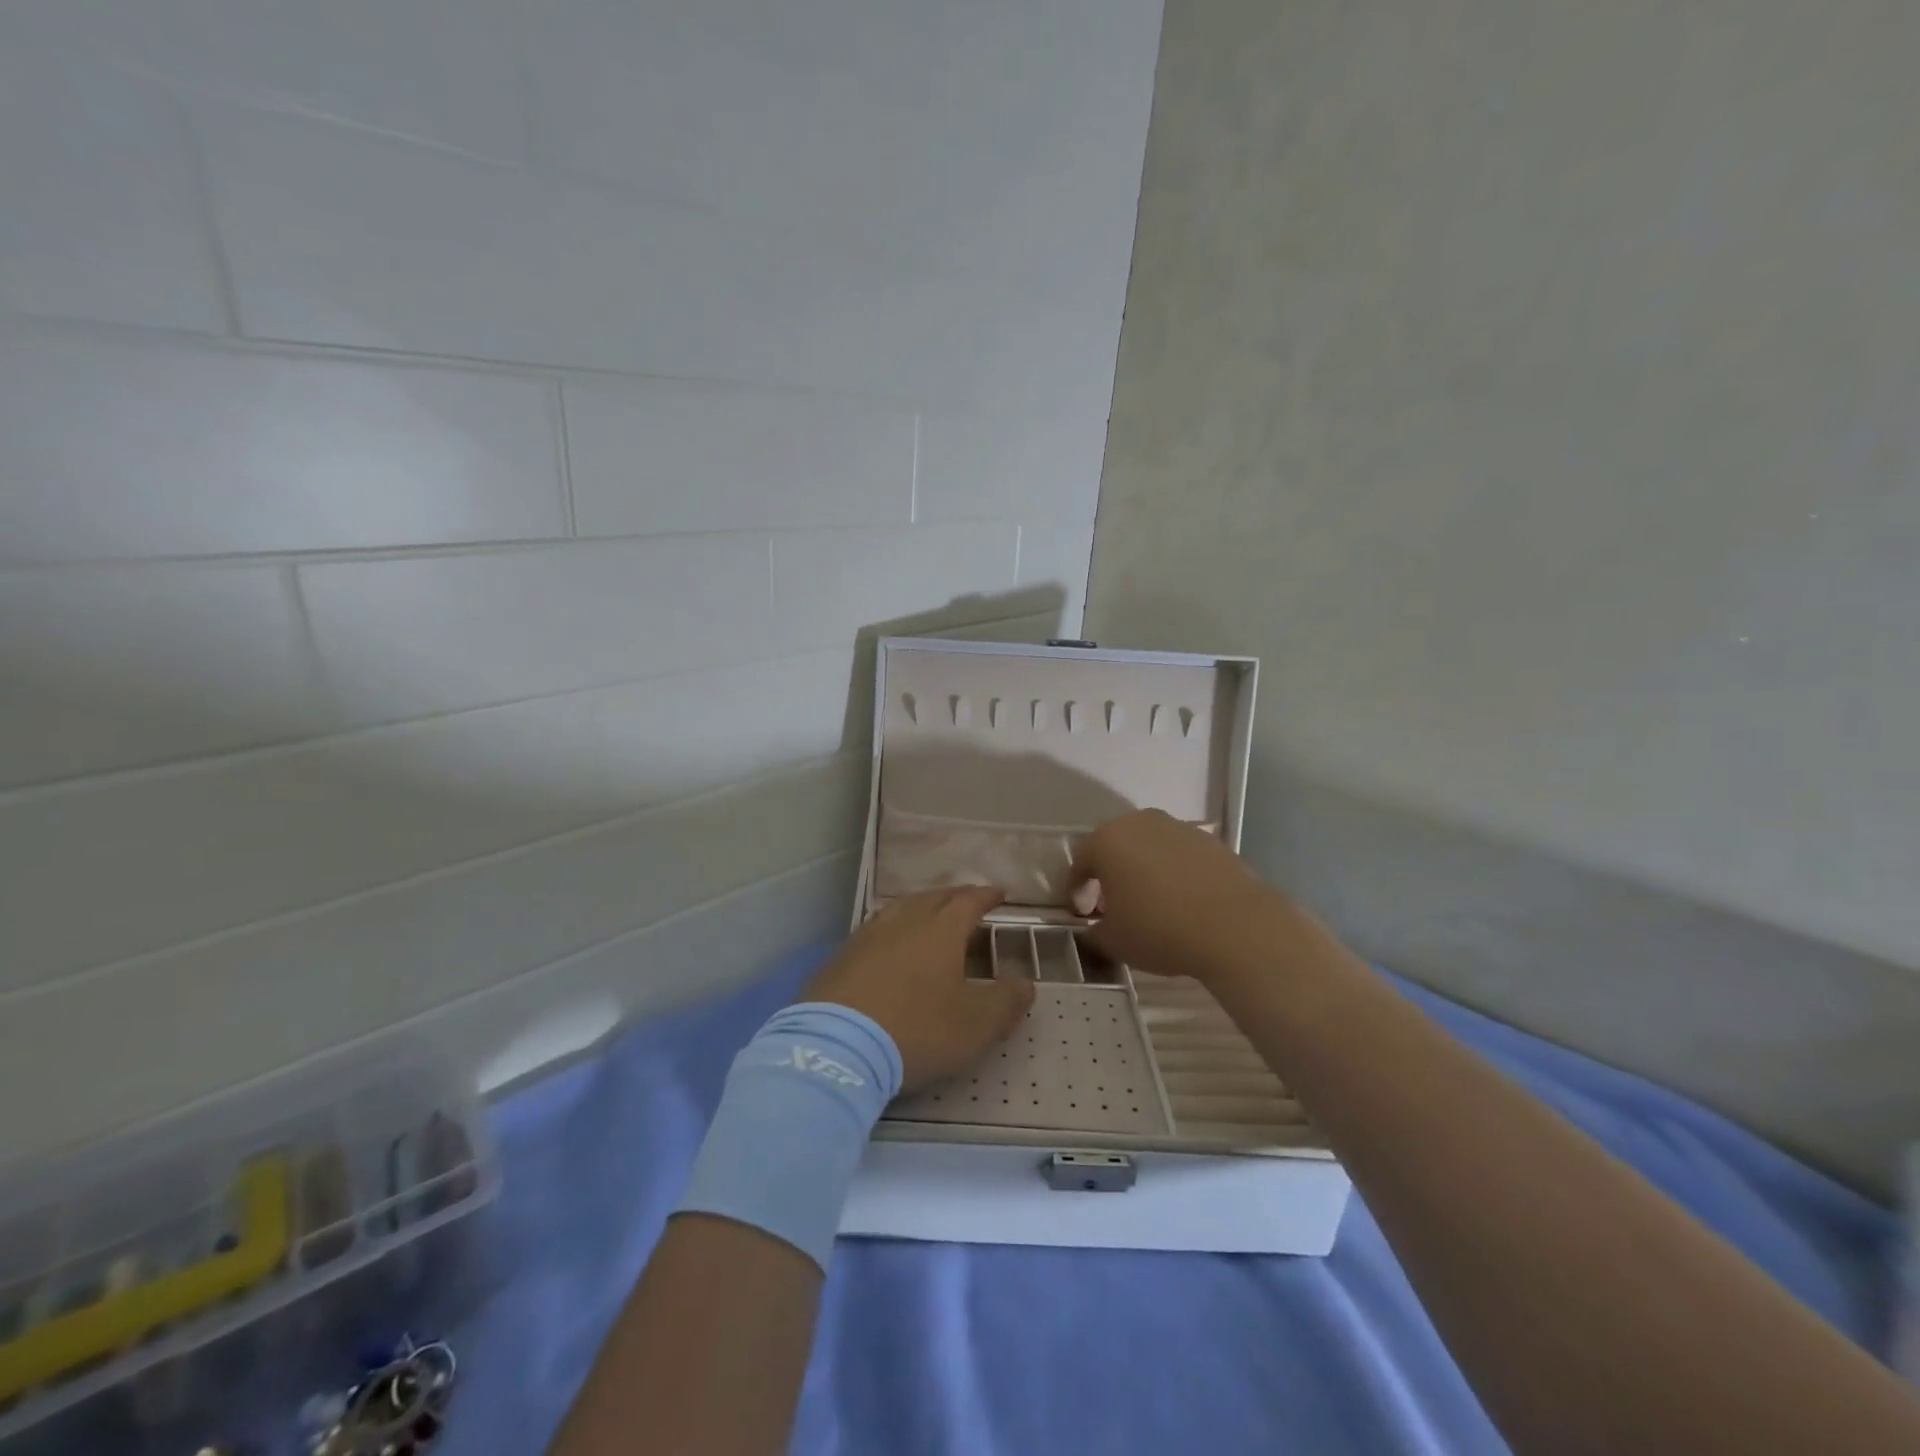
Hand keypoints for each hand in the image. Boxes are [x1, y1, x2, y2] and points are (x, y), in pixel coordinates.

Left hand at [804, 887, 1033, 1092]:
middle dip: (955, 896)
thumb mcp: (975, 1025)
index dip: (986, 896)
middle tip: (968, 900)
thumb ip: (1006, 1002)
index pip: (969, 901)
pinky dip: (893, 929)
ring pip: (901, 908)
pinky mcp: (841, 956)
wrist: (837, 1047)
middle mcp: (904, 921)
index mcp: (941, 930)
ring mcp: (868, 935)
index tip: (1000, 892)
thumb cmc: (916, 1030)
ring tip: (930, 914)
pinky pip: (876, 929)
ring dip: (921, 907)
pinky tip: (889, 944)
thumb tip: (1026, 983)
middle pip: (933, 898)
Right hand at [1070, 809, 1291, 984]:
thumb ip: (1096, 931)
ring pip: (1148, 847)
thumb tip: (1097, 926)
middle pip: (1114, 847)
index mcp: (1107, 840)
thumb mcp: (1114, 941)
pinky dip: (1173, 872)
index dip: (1076, 890)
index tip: (1081, 914)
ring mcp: (1178, 827)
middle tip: (1111, 905)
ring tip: (1150, 903)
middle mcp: (1139, 823)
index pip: (1080, 862)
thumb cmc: (1160, 929)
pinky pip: (1179, 855)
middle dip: (1109, 874)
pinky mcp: (1210, 840)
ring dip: (1142, 870)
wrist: (1236, 926)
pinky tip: (1182, 901)